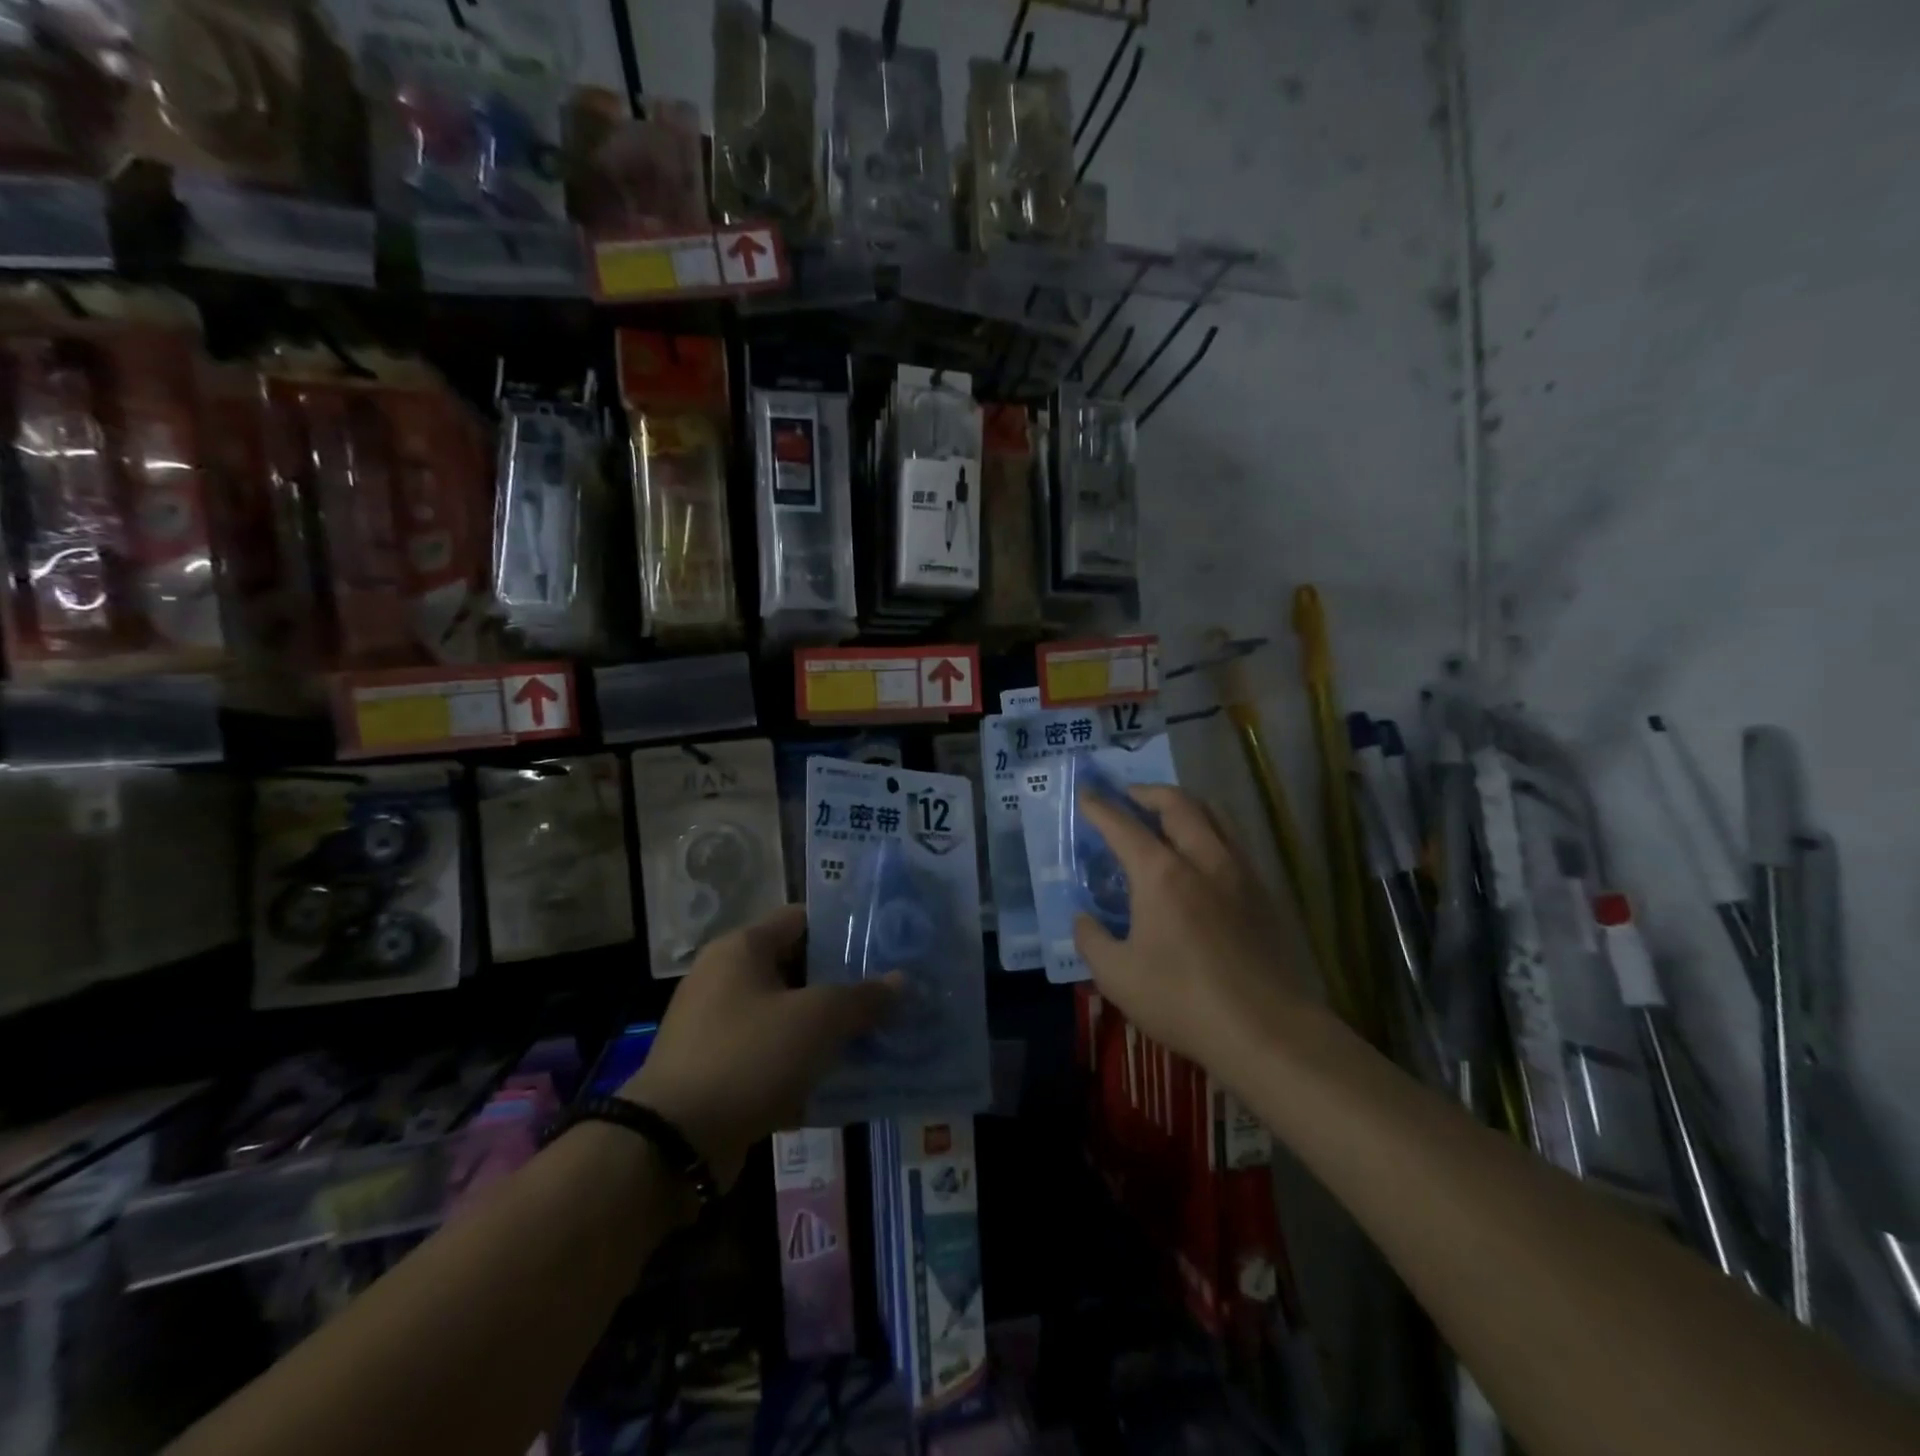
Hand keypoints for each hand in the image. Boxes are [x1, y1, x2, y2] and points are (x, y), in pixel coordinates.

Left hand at [623, 905, 898, 1188]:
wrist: (672, 1144)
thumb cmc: (749, 1056)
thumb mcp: (817, 1020)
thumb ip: (863, 998)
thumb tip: (901, 981)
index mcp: (742, 948)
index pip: (802, 919)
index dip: (845, 928)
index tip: (885, 944)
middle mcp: (725, 978)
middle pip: (797, 969)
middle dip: (844, 984)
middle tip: (890, 994)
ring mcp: (717, 1027)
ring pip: (787, 1017)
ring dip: (827, 1030)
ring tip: (877, 1038)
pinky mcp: (717, 1071)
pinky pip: (771, 1057)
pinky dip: (803, 1066)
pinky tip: (843, 1084)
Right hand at [1073, 786, 1308, 1074]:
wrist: (1266, 1031)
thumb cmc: (1182, 1001)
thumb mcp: (1116, 976)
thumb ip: (1091, 940)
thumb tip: (1084, 919)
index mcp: (1161, 874)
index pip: (1123, 826)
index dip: (1099, 807)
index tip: (1086, 794)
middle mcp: (1203, 859)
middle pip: (1178, 804)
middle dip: (1148, 792)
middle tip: (1129, 797)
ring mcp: (1239, 873)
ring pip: (1215, 815)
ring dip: (1186, 805)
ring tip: (1168, 816)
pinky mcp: (1264, 893)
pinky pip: (1233, 841)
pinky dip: (1210, 831)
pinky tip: (1202, 856)